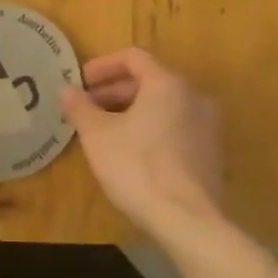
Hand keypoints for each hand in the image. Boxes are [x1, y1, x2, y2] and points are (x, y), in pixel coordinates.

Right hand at [60, 48, 223, 236]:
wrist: (187, 220)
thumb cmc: (137, 167)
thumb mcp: (97, 135)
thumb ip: (80, 107)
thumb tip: (67, 89)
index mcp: (168, 84)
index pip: (133, 57)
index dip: (102, 66)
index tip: (79, 82)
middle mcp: (194, 97)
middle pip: (149, 81)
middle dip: (113, 91)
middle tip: (86, 108)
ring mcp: (207, 126)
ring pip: (162, 106)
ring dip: (131, 111)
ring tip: (103, 130)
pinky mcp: (211, 153)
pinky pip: (175, 128)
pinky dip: (150, 129)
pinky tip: (130, 152)